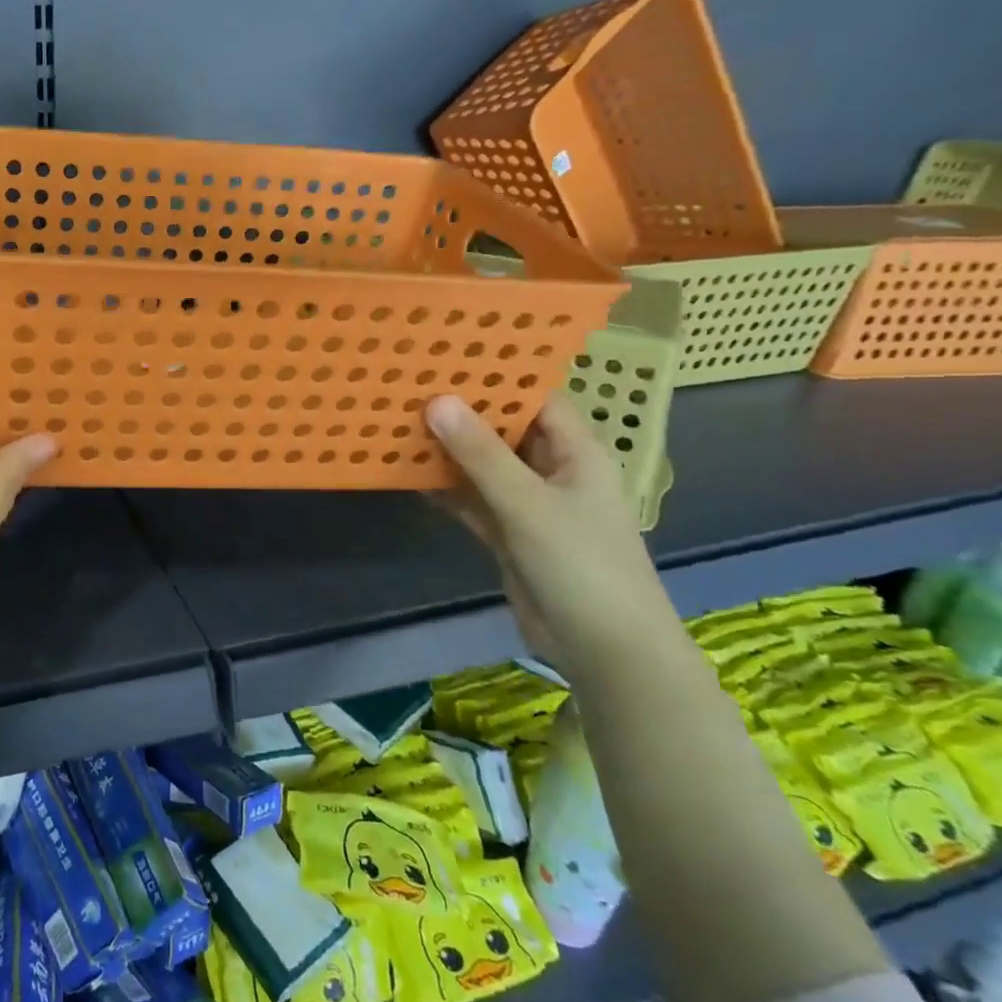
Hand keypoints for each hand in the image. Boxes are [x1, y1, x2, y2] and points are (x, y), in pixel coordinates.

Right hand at [426, 394, 681, 675]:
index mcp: (575, 452)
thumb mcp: (527, 503)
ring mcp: (529, 504)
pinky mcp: (508, 533)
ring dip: (448, 450)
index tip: (450, 354)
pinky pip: (471, 499)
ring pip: (483, 465)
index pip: (538, 398)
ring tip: (398, 420)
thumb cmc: (581, 564)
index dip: (500, 375)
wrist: (603, 647)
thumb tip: (436, 400)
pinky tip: (406, 474)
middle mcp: (552, 470)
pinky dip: (444, 488)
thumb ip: (480, 454)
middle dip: (462, 411)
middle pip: (504, 429)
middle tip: (410, 383)